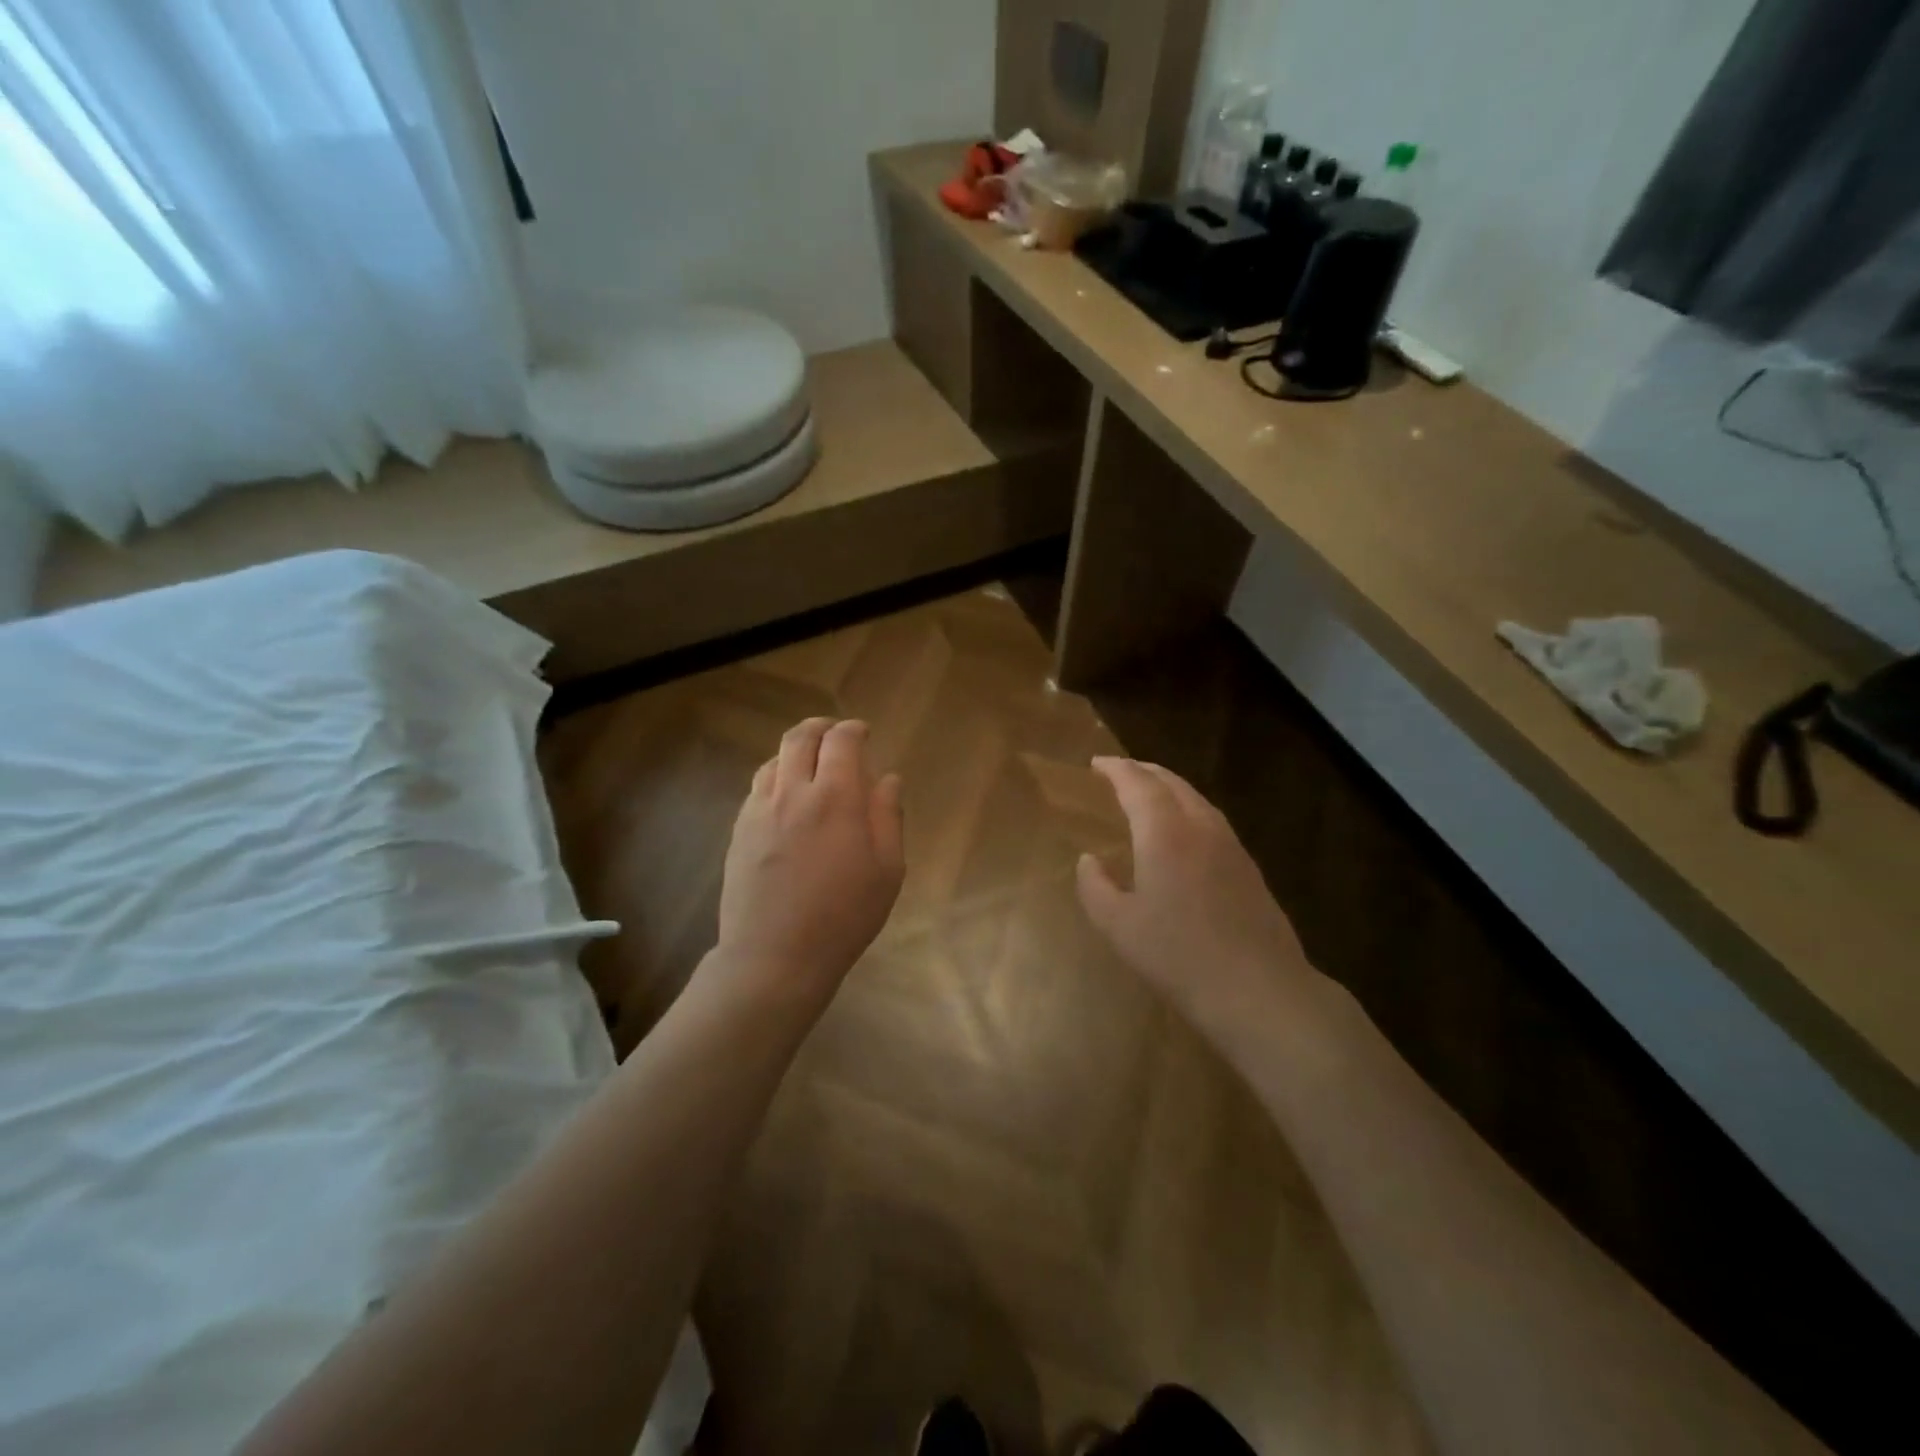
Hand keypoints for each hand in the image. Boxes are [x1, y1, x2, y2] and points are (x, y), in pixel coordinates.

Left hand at [715, 717, 904, 1007]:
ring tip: (810, 765)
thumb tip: (887, 778)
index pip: (841, 741)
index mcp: (835, 798)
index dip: (854, 730)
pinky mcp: (739, 830)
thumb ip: (887, 816)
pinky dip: (776, 777)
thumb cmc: (844, 916)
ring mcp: (759, 810)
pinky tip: (786, 799)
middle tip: (835, 735)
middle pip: (800, 738)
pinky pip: (758, 788)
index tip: (864, 734)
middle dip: (820, 728)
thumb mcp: (887, 870)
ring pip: (774, 760)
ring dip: (795, 752)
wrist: (775, 956)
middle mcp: (793, 793)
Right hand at [1077, 757, 1316, 1043]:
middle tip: (1119, 772)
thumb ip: (1095, 887)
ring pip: (1196, 799)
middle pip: (1171, 783)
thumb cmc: (1178, 956)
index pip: (1137, 784)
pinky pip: (1212, 819)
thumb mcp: (1118, 926)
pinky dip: (1188, 809)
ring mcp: (1230, 845)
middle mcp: (1200, 827)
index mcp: (1164, 833)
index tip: (1096, 763)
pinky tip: (1184, 832)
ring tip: (1149, 794)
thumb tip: (1089, 860)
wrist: (1258, 989)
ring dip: (1169, 787)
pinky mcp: (1248, 867)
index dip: (1116, 769)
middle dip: (1143, 771)